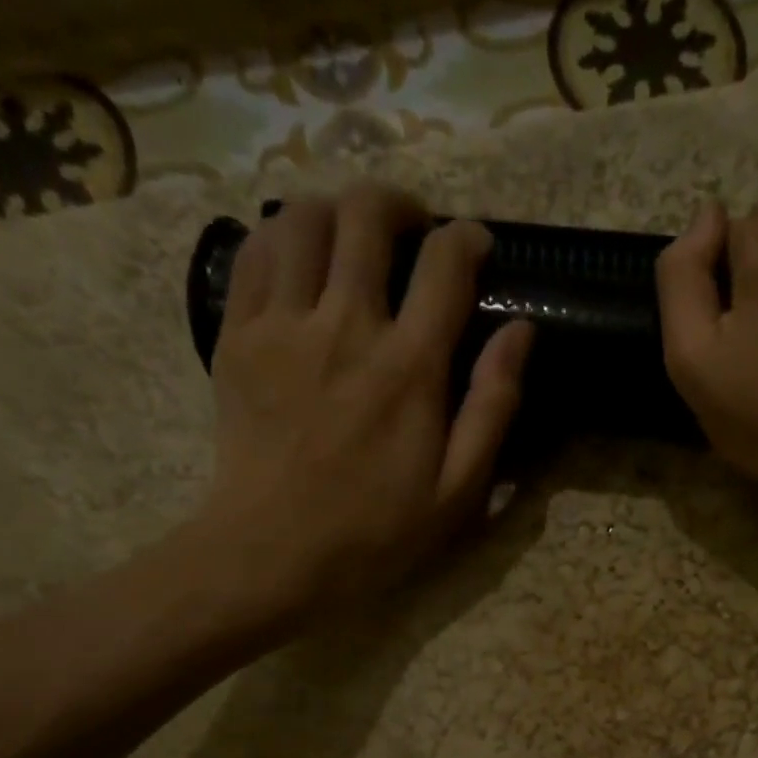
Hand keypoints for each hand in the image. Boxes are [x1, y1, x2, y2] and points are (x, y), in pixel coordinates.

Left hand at [192, 183, 533, 626]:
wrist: (274, 552)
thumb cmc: (377, 531)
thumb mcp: (460, 489)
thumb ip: (493, 406)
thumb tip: (521, 333)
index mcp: (410, 368)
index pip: (444, 265)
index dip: (466, 239)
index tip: (475, 245)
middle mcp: (346, 327)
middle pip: (366, 216)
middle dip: (397, 205)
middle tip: (412, 229)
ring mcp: (282, 325)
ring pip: (302, 218)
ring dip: (335, 210)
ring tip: (352, 238)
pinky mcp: (236, 336)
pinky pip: (253, 252)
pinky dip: (281, 237)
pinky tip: (299, 260)